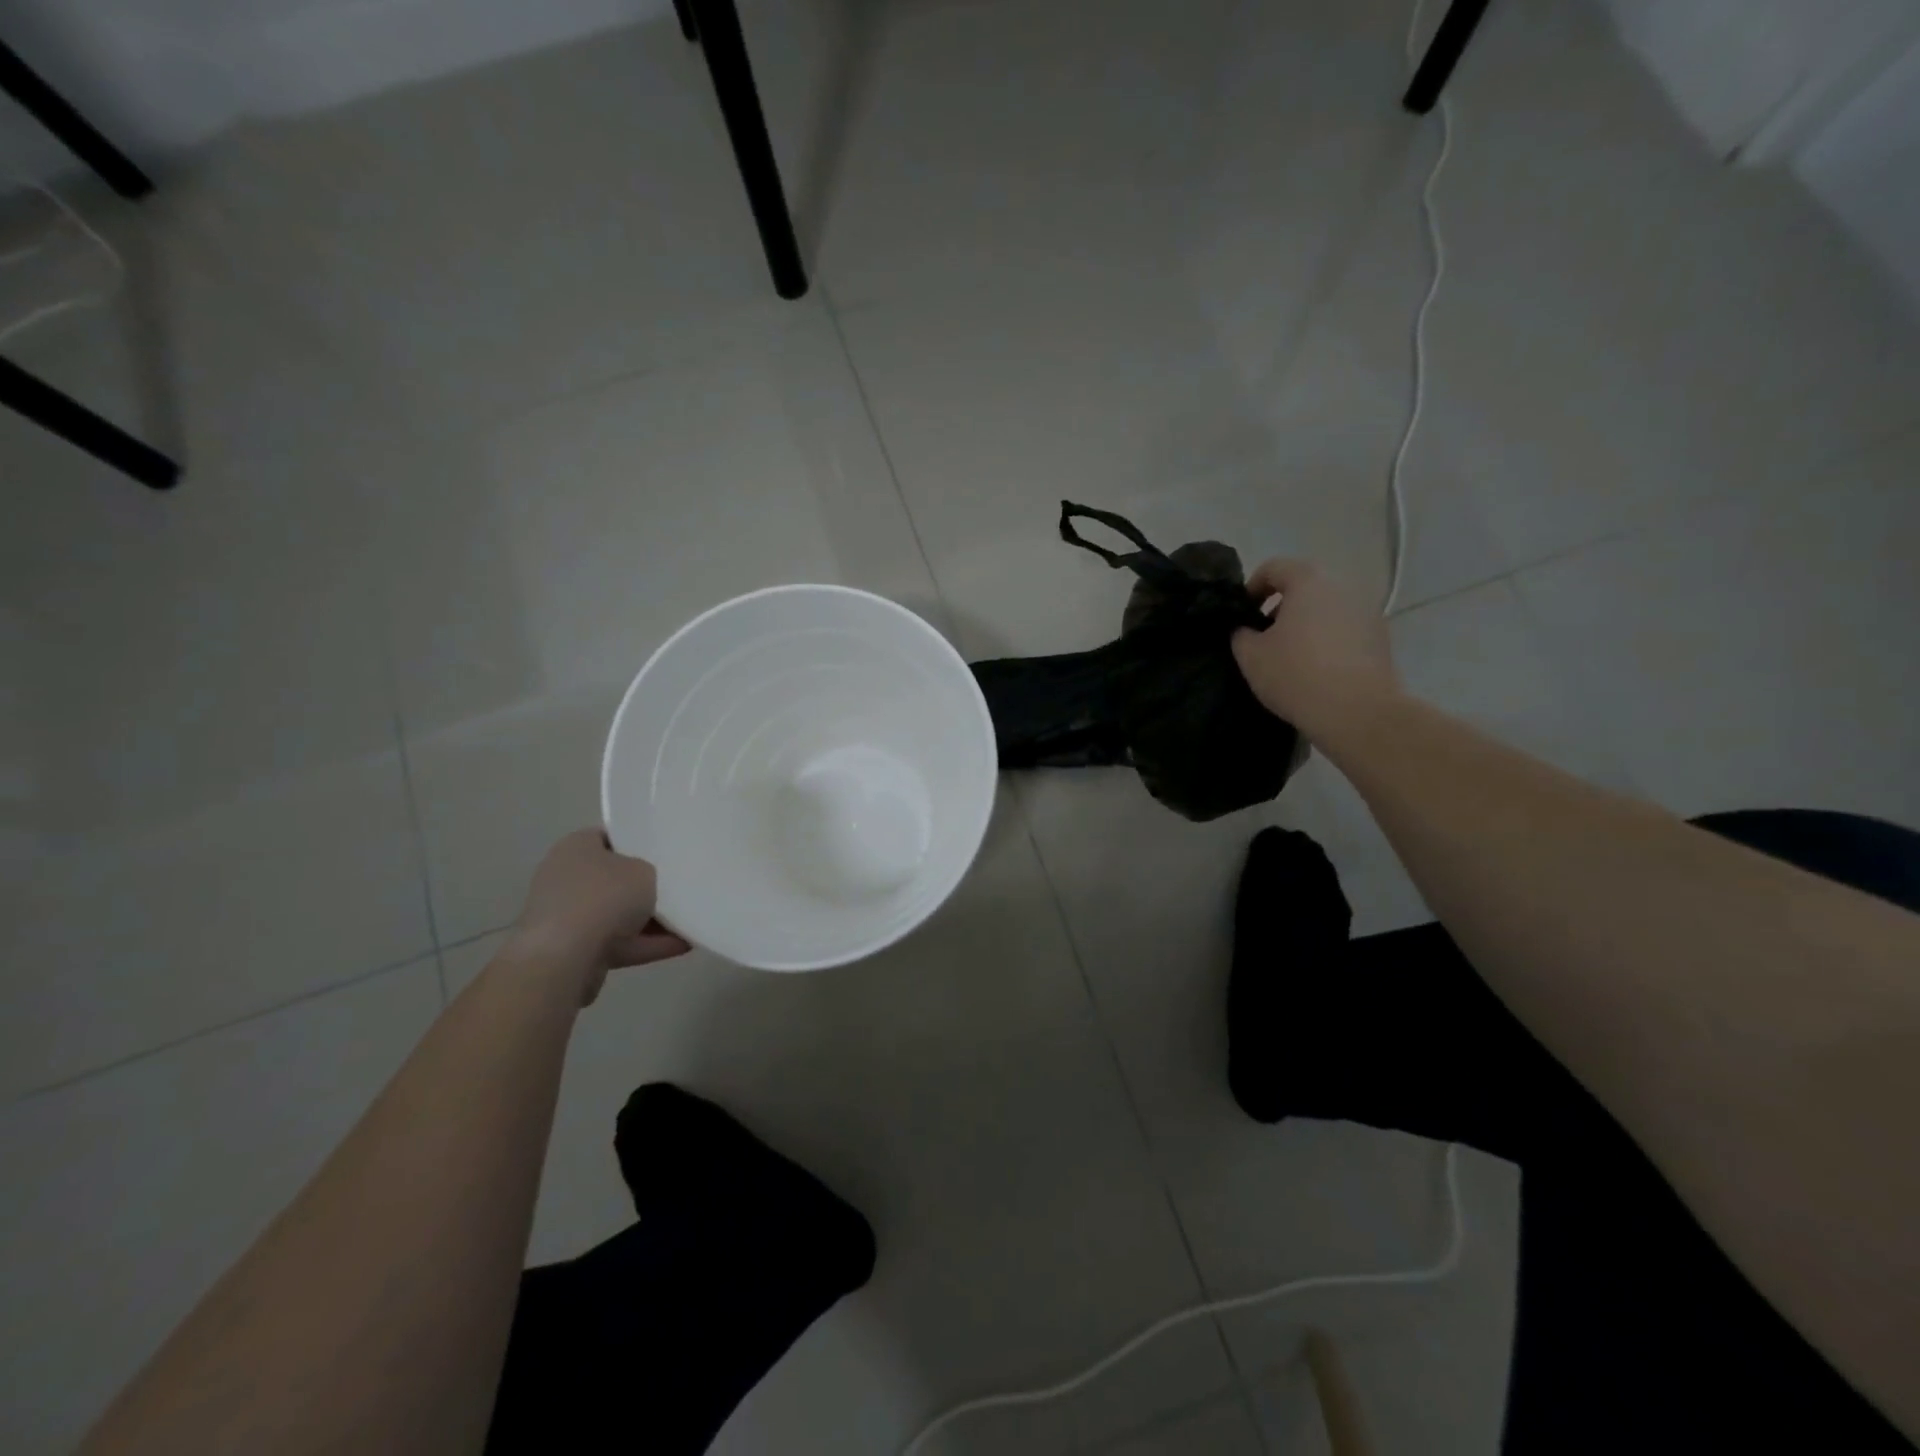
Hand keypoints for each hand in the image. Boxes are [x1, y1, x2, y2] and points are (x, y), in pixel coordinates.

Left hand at [508, 830, 690, 1003]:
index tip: (666, 852)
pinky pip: (619, 942)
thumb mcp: (644, 871)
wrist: (565, 958)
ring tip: (689, 920)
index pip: (611, 837)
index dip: (639, 843)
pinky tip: (683, 944)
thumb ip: (649, 872)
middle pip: (615, 880)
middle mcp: (566, 878)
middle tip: (680, 886)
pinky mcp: (574, 950)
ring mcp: (567, 917)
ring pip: (618, 915)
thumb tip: (646, 884)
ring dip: (651, 921)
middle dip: (646, 887)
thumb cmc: (604, 897)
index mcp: (576, 848)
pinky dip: (647, 944)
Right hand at [1231, 559, 1400, 743]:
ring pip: (1327, 606)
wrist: (1357, 712)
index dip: (1252, 587)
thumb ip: (1241, 633)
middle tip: (1265, 635)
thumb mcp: (1250, 655)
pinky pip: (1345, 627)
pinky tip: (1317, 667)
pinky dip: (1328, 638)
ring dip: (1306, 621)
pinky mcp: (1381, 637)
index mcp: (1309, 581)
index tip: (1243, 613)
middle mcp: (1343, 586)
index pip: (1274, 567)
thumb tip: (1246, 629)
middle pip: (1305, 585)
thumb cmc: (1296, 675)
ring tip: (1291, 654)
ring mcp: (1368, 610)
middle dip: (1281, 605)